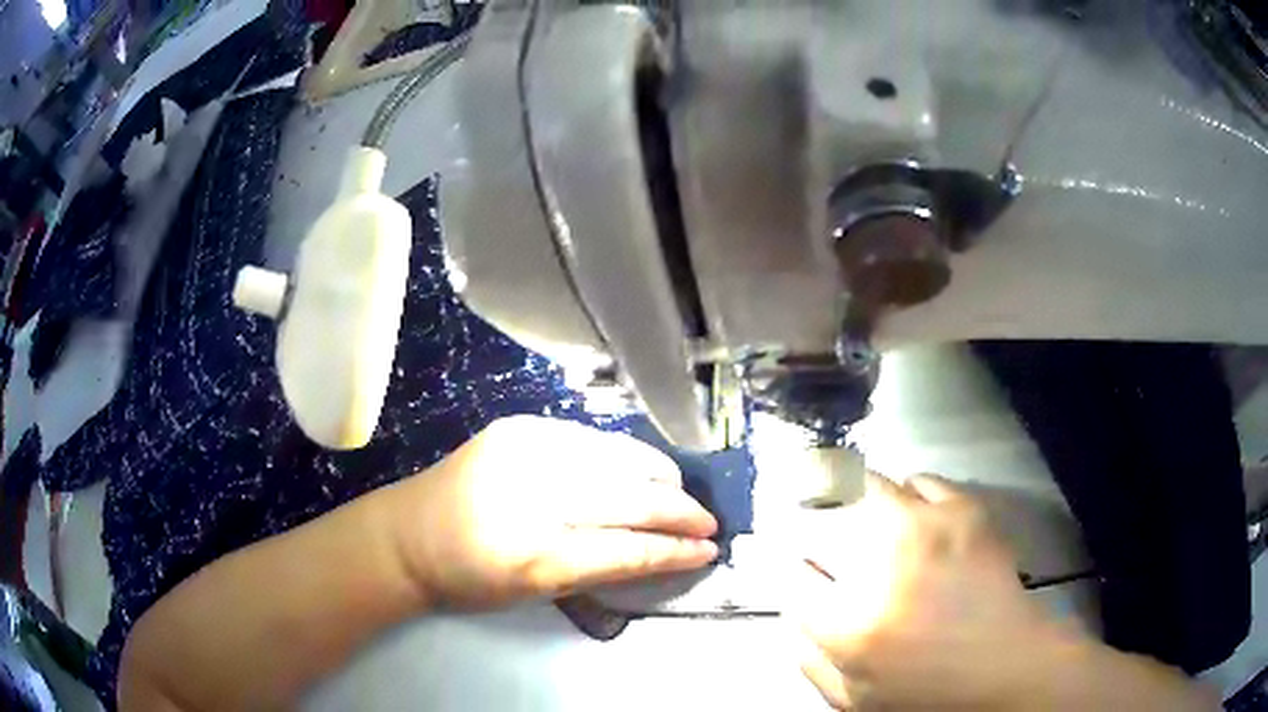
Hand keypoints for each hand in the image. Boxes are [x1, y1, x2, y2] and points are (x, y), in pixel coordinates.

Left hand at [389, 416, 719, 608]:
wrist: (406, 535)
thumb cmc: (469, 576)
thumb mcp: (535, 589)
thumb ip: (601, 568)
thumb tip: (660, 552)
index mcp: (533, 551)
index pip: (624, 546)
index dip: (672, 549)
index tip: (707, 550)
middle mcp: (532, 489)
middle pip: (626, 497)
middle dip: (676, 510)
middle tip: (707, 522)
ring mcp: (525, 447)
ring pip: (615, 457)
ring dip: (657, 475)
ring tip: (681, 492)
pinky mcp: (519, 425)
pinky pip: (589, 438)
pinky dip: (622, 455)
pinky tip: (640, 468)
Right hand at [792, 473, 1080, 709]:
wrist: (1008, 666)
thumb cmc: (928, 694)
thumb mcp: (854, 701)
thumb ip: (811, 662)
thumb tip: (793, 616)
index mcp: (849, 624)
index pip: (792, 577)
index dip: (790, 569)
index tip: (800, 569)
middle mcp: (883, 565)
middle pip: (824, 510)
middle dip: (813, 512)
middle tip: (822, 521)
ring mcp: (927, 528)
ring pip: (870, 484)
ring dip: (862, 501)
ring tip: (875, 521)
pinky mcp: (965, 511)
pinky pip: (921, 480)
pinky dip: (910, 494)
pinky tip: (918, 517)